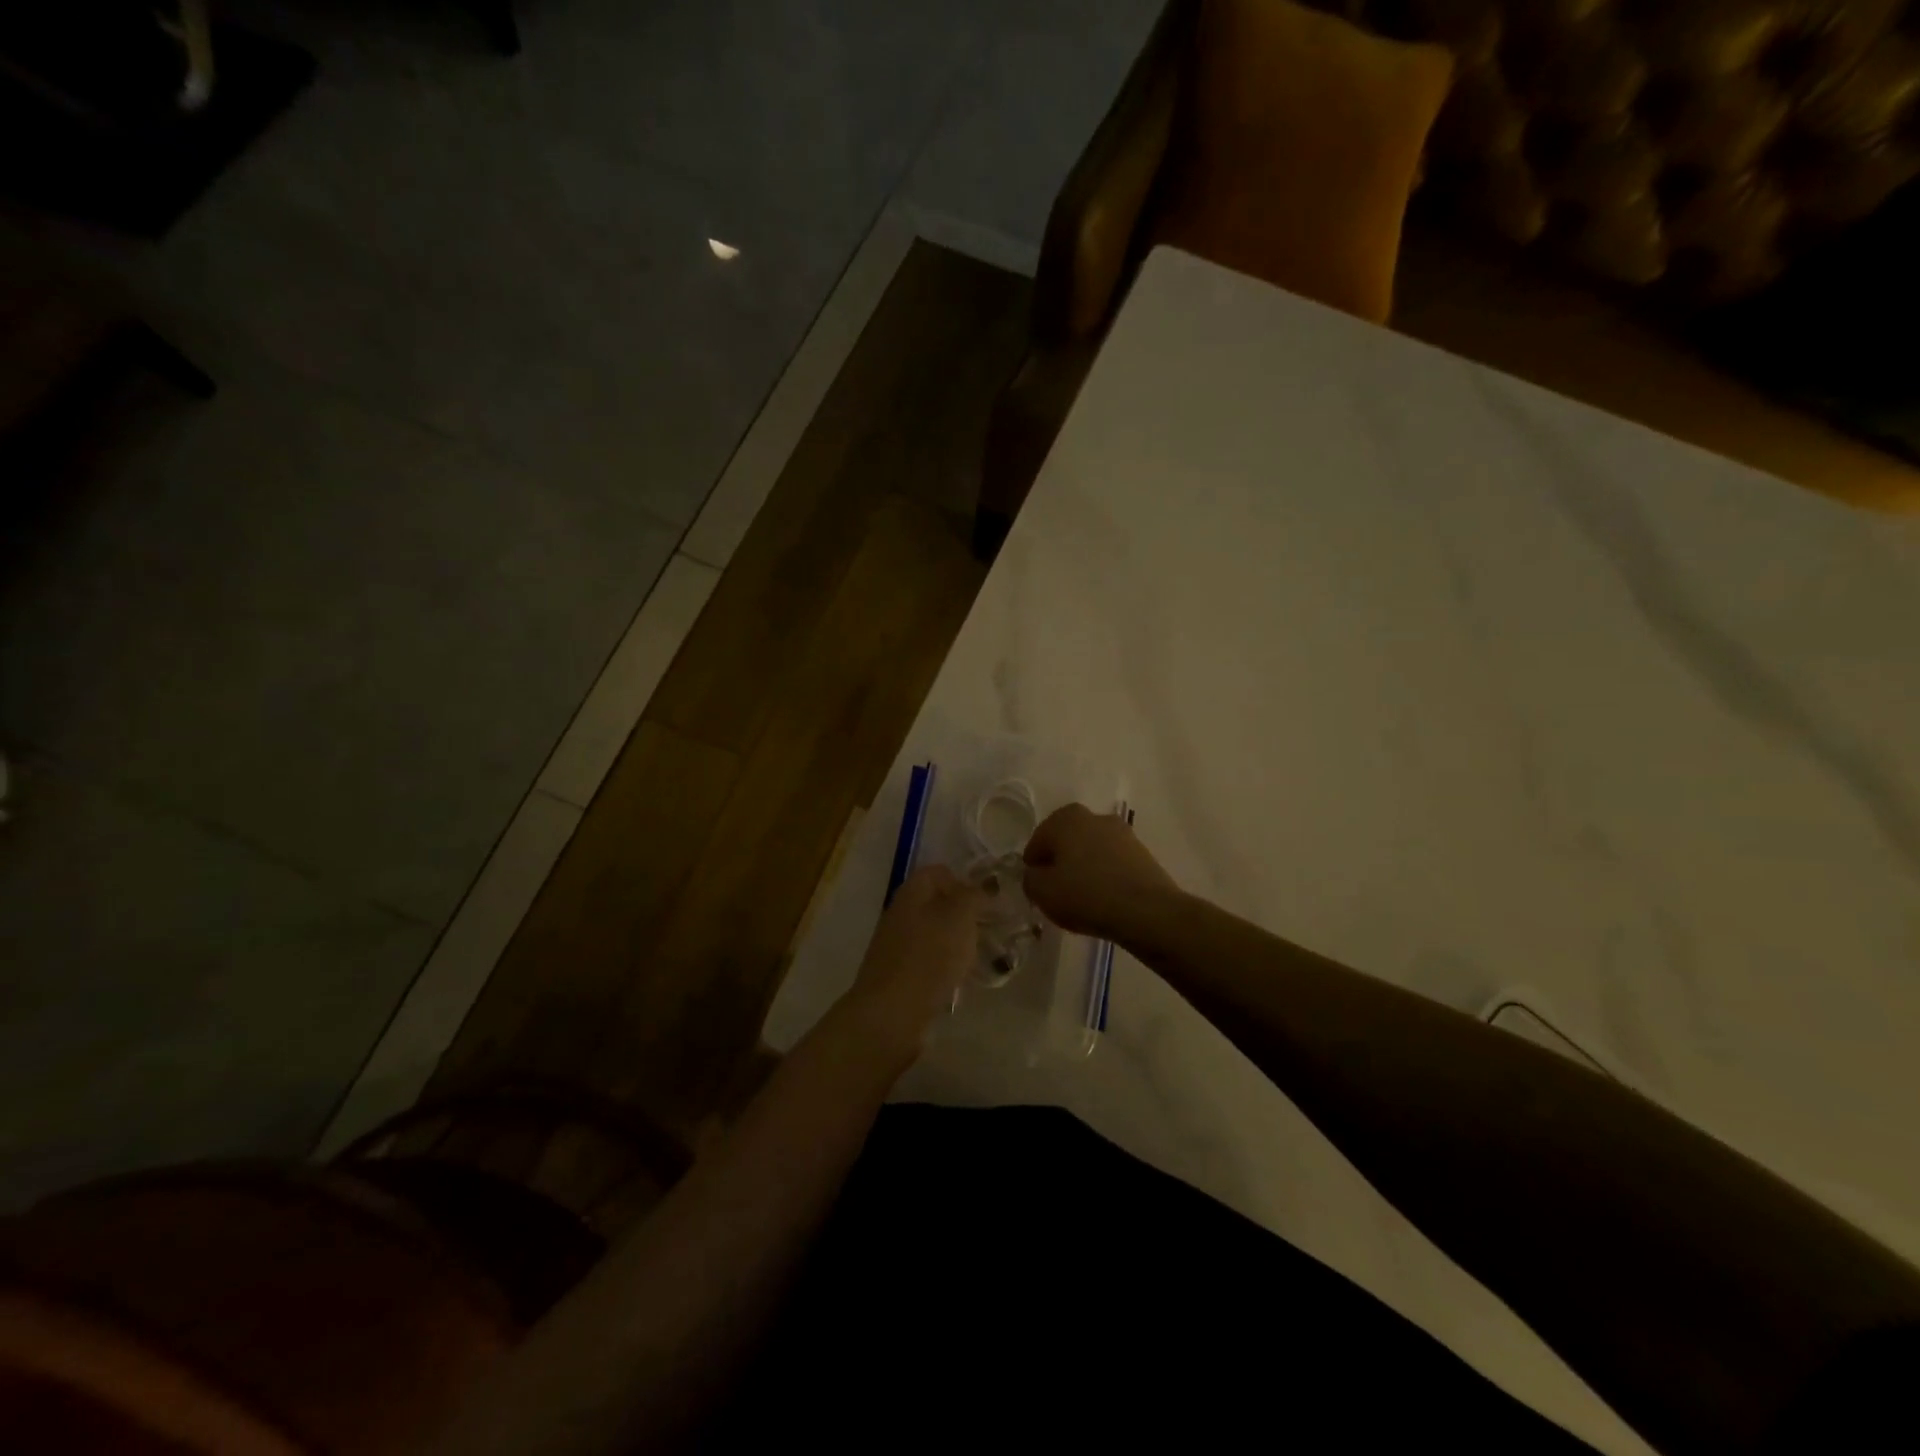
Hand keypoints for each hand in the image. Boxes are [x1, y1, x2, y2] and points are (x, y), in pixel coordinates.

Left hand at [844, 865, 983, 1054]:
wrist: (891, 1013)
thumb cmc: (928, 956)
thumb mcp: (959, 917)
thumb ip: (974, 896)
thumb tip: (984, 886)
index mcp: (912, 892)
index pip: (939, 872)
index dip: (964, 882)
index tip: (987, 903)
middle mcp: (901, 913)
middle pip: (937, 903)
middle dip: (964, 915)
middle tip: (988, 930)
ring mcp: (897, 945)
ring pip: (935, 933)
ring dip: (957, 942)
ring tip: (979, 956)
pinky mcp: (899, 973)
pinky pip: (928, 960)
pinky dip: (945, 966)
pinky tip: (958, 980)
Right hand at [1022, 802, 1178, 942]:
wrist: (1146, 911)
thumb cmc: (1086, 895)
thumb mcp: (1042, 892)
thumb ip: (1030, 879)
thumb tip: (1036, 875)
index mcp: (1066, 818)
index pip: (1038, 840)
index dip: (1034, 865)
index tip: (1036, 887)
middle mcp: (1095, 817)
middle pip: (1067, 841)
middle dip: (1060, 862)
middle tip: (1056, 891)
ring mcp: (1123, 833)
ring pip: (1092, 851)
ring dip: (1084, 868)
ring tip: (1082, 898)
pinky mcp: (1143, 853)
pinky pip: (1113, 863)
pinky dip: (1105, 876)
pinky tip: (1104, 899)